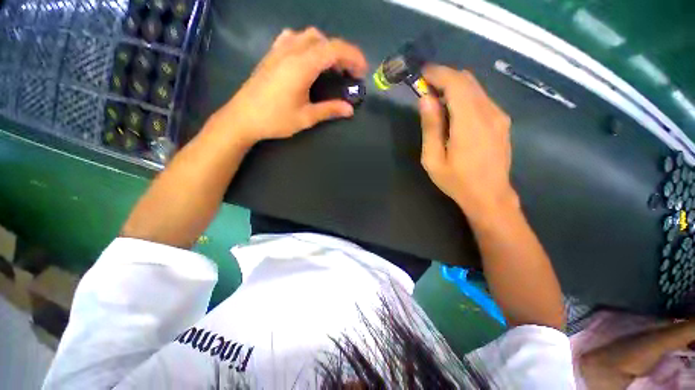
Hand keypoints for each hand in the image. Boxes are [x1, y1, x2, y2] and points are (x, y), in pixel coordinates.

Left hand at [211, 27, 367, 145]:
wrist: (242, 118)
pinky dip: (307, 44)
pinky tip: (308, 59)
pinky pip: (293, 38)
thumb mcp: (306, 117)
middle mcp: (291, 51)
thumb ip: (329, 110)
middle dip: (342, 53)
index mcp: (302, 65)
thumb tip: (350, 110)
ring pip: (309, 36)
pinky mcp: (271, 54)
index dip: (353, 57)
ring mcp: (279, 50)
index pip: (334, 50)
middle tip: (349, 73)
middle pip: (324, 40)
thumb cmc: (275, 119)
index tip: (362, 71)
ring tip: (331, 67)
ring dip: (325, 48)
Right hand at [418, 65, 516, 219]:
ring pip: (476, 88)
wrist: (490, 196)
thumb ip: (431, 127)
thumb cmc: (457, 181)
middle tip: (426, 88)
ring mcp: (499, 116)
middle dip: (445, 78)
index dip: (438, 74)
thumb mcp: (433, 159)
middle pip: (467, 81)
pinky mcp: (502, 122)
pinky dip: (465, 97)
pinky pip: (482, 99)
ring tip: (437, 101)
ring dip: (455, 87)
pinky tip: (454, 112)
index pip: (456, 83)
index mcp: (469, 122)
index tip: (422, 73)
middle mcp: (489, 112)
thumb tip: (426, 99)